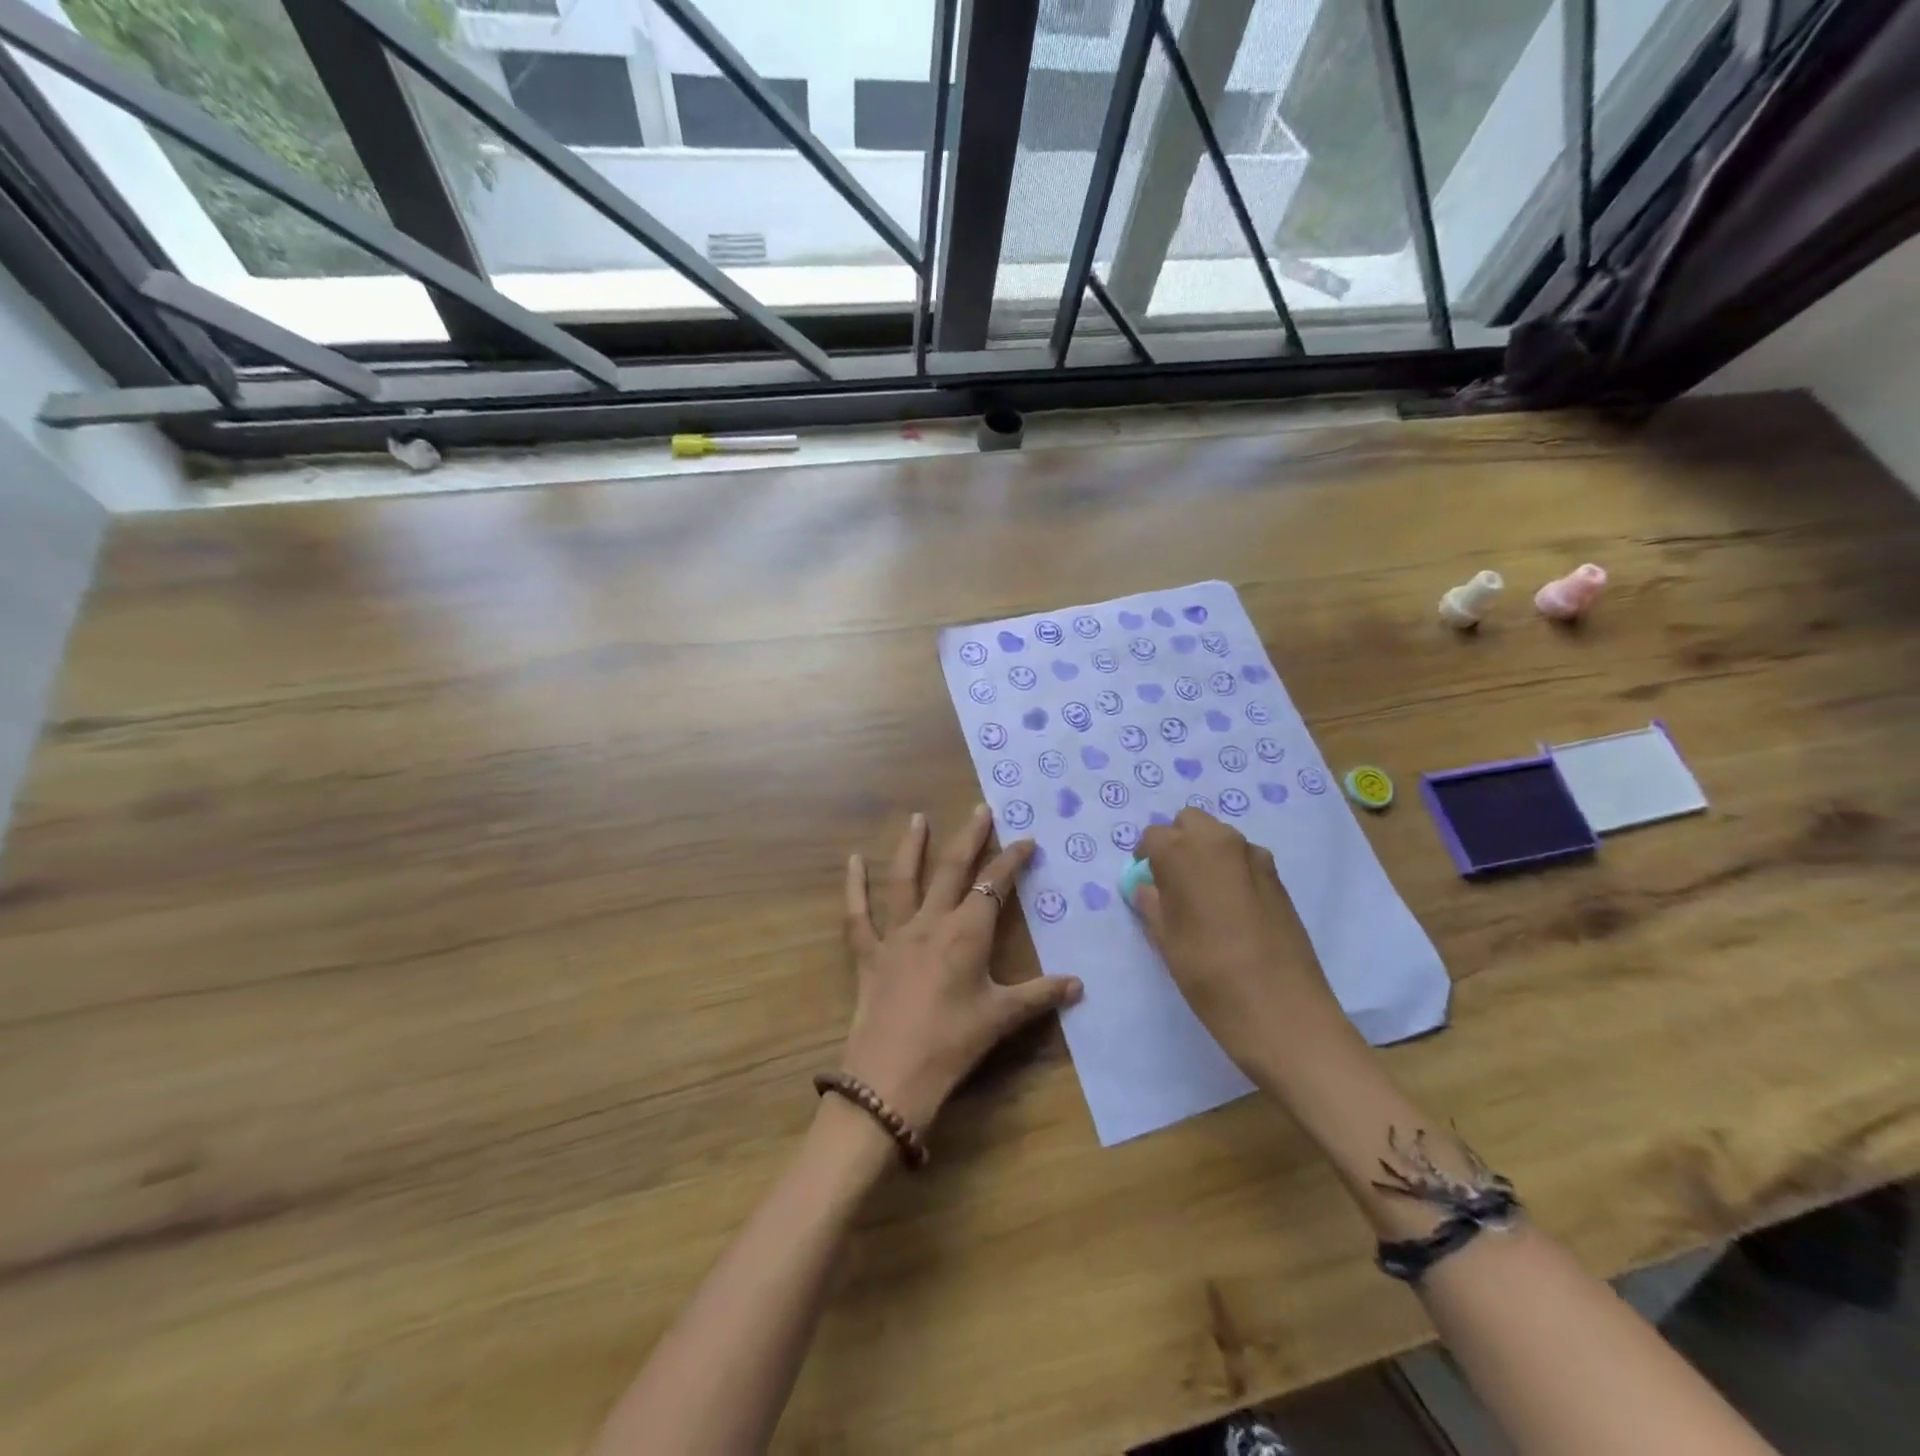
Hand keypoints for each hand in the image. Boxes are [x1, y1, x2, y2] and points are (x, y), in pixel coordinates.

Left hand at [839, 807, 1082, 1131]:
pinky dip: (854, 887)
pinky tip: (852, 860)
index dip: (1012, 860)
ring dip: (912, 846)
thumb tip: (1078, 985)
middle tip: (980, 808)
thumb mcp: (1001, 1018)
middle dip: (970, 837)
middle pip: (952, 869)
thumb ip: (1040, 996)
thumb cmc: (952, 1044)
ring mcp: (896, 935)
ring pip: (904, 880)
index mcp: (967, 934)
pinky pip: (857, 915)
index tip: (1026, 840)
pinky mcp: (868, 954)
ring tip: (918, 818)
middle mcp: (932, 922)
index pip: (995, 885)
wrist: (891, 1077)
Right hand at [1133, 808, 1343, 1080]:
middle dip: (1177, 842)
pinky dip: (1232, 871)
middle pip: (1190, 822)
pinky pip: (1244, 860)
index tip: (1145, 881)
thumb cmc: (1207, 972)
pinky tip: (1233, 910)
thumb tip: (1147, 889)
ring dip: (1206, 854)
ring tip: (1204, 897)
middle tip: (1172, 881)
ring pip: (1220, 838)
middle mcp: (1219, 841)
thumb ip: (1152, 904)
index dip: (1145, 857)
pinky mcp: (1278, 877)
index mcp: (1182, 851)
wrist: (1280, 1008)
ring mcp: (1254, 857)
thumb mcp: (1165, 939)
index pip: (1153, 836)